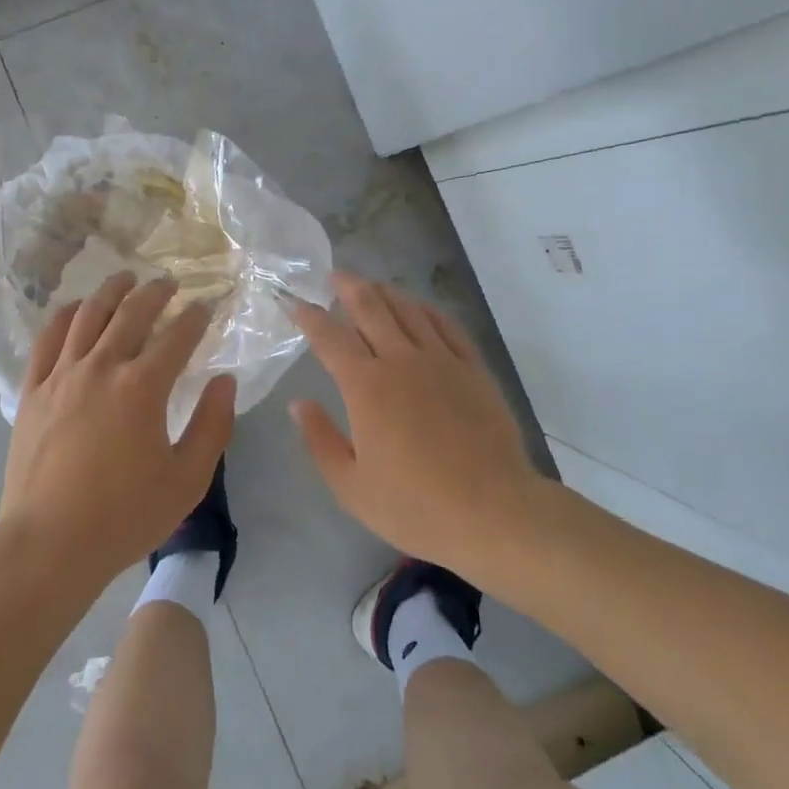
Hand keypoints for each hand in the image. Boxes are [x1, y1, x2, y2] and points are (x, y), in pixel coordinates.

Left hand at [0, 273, 234, 592]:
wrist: (49, 545)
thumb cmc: (124, 516)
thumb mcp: (187, 480)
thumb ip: (213, 425)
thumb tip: (224, 380)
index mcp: (143, 387)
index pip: (177, 336)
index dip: (196, 317)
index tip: (206, 307)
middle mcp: (102, 367)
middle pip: (132, 312)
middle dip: (156, 293)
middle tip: (169, 284)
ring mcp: (62, 375)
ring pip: (88, 315)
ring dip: (111, 291)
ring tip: (125, 279)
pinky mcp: (33, 390)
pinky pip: (48, 338)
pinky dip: (65, 315)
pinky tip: (76, 308)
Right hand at [290, 272, 542, 580]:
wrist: (494, 513)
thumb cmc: (415, 506)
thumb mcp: (351, 486)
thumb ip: (320, 439)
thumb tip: (297, 403)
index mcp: (365, 386)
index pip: (329, 337)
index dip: (308, 316)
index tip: (294, 302)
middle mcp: (401, 360)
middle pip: (370, 308)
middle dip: (348, 287)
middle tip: (335, 275)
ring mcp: (441, 360)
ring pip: (408, 310)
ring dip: (385, 292)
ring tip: (372, 285)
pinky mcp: (473, 369)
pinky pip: (446, 325)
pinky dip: (426, 310)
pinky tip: (419, 307)